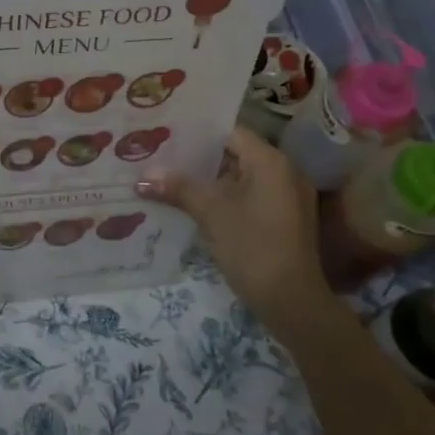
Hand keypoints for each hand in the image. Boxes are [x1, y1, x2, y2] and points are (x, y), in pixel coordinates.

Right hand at [137, 126, 322, 317]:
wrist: (293, 302)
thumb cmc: (253, 247)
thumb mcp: (211, 214)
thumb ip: (178, 189)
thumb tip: (141, 178)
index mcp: (270, 161)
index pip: (229, 132)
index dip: (197, 133)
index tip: (166, 136)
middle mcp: (284, 171)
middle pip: (235, 153)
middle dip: (198, 158)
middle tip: (161, 157)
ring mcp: (287, 197)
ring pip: (241, 177)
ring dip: (210, 180)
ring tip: (171, 179)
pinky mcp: (285, 219)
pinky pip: (250, 195)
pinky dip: (225, 197)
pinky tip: (196, 205)